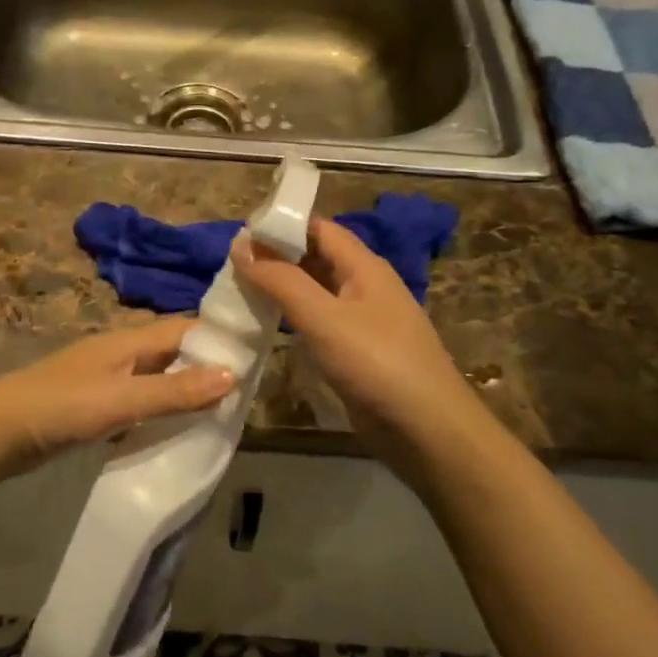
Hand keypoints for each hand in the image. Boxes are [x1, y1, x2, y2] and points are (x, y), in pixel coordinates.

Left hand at [0, 319, 236, 484]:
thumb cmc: (59, 407)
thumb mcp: (120, 399)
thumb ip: (174, 391)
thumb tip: (233, 375)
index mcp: (128, 340)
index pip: (185, 327)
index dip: (219, 337)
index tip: (256, 354)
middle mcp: (121, 353)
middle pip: (174, 352)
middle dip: (208, 366)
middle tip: (246, 393)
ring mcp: (106, 379)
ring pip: (158, 378)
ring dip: (186, 391)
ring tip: (222, 414)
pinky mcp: (95, 405)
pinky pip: (141, 401)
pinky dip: (162, 411)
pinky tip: (177, 431)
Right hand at [232, 218, 483, 478]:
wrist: (427, 430)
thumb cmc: (376, 364)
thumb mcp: (324, 317)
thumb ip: (281, 281)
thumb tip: (240, 245)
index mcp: (364, 267)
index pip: (319, 229)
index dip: (281, 225)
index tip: (238, 234)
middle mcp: (365, 286)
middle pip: (317, 258)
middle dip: (277, 256)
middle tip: (230, 264)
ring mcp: (363, 321)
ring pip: (316, 291)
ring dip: (282, 287)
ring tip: (239, 290)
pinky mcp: (357, 352)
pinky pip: (320, 322)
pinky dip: (293, 318)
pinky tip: (268, 326)